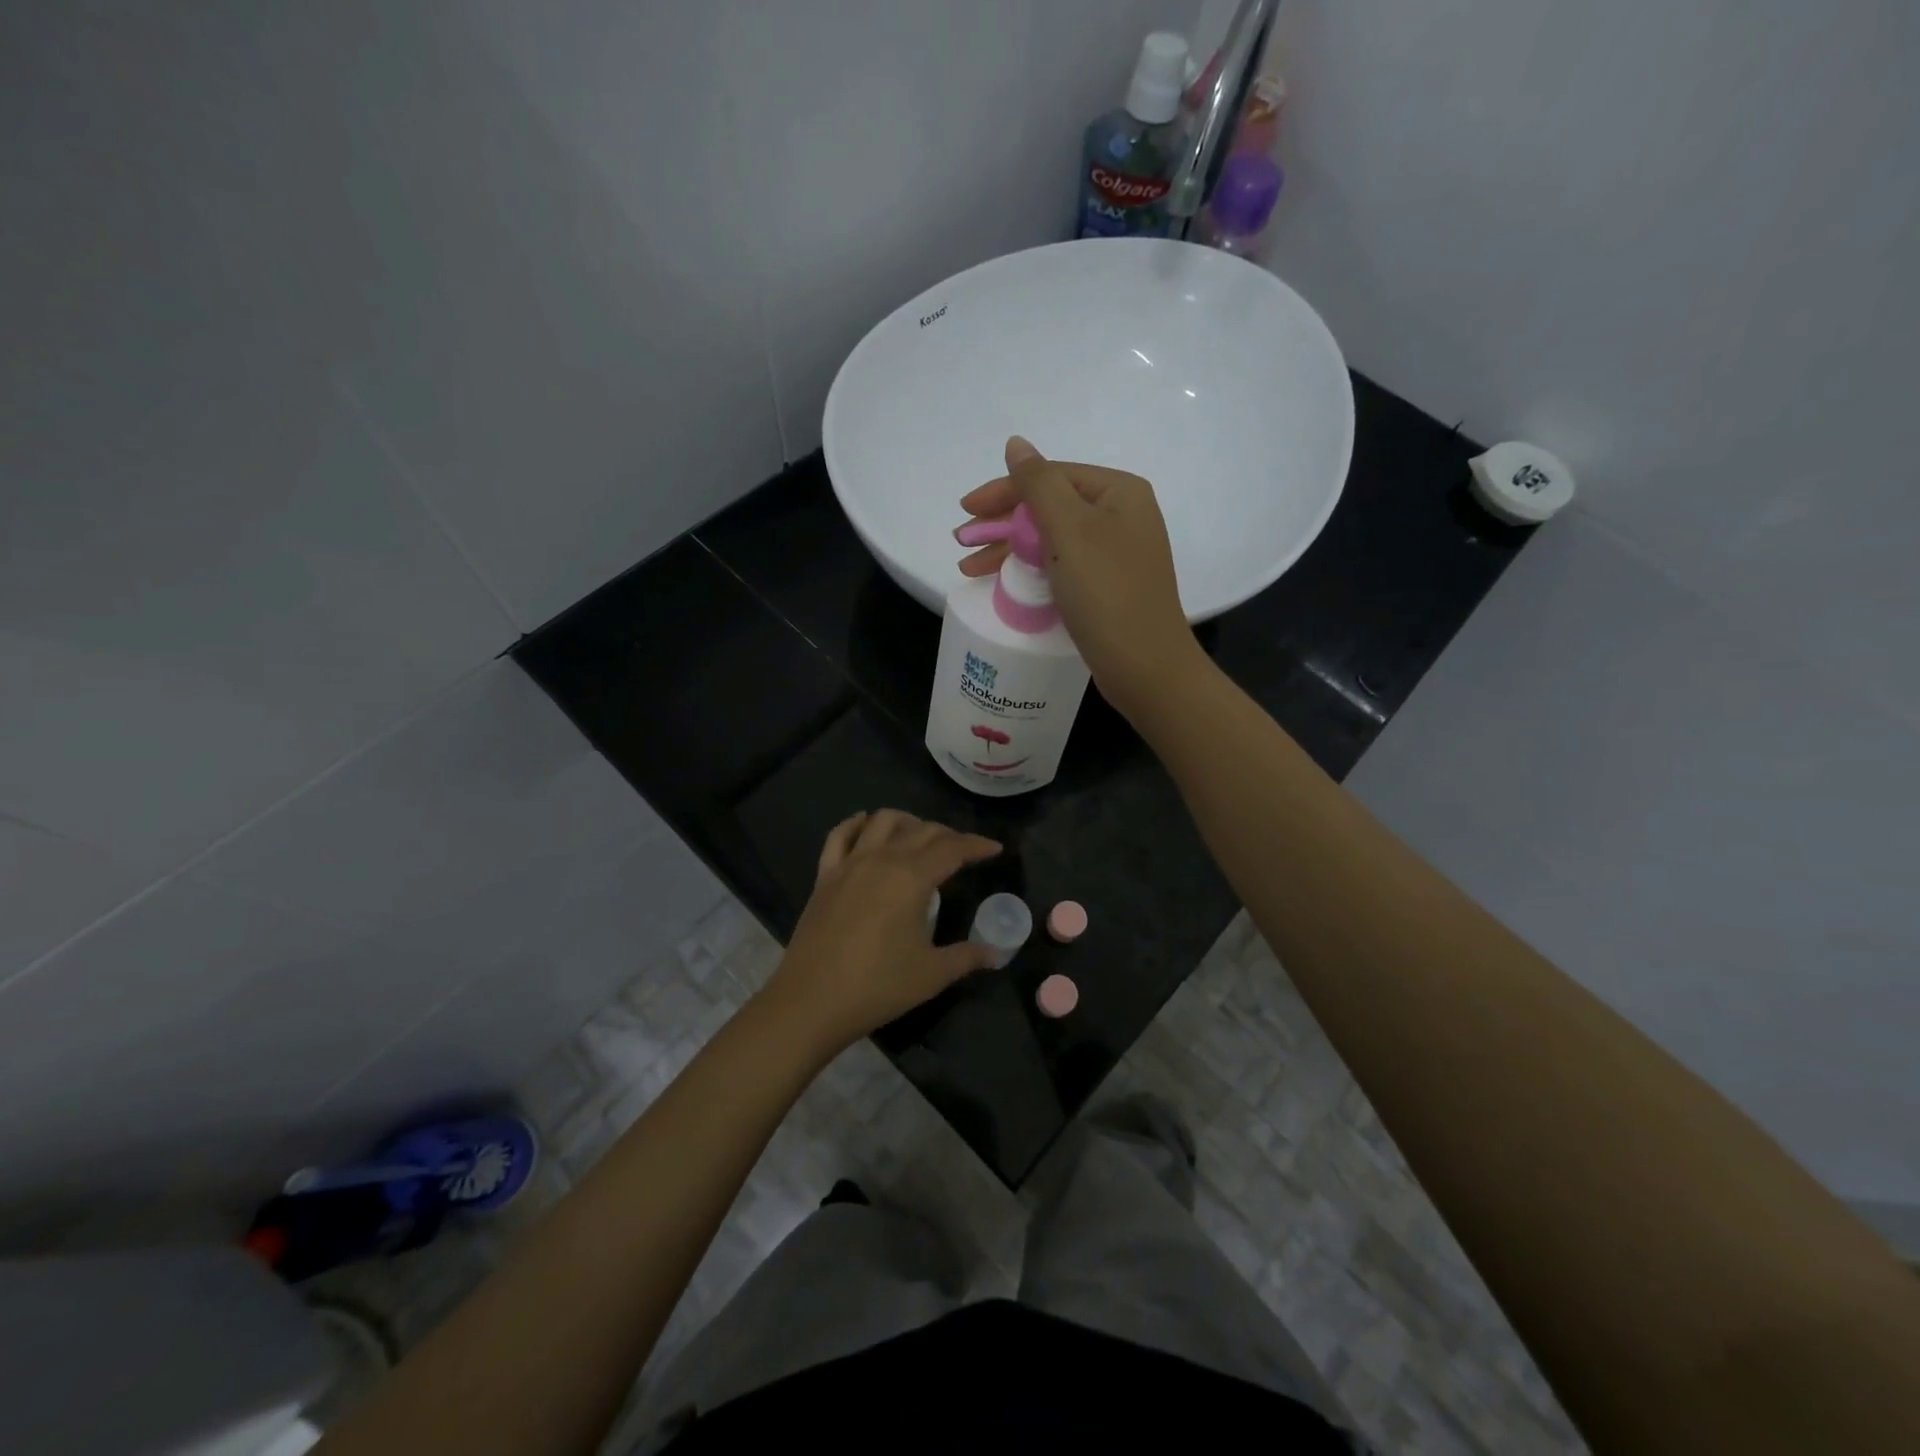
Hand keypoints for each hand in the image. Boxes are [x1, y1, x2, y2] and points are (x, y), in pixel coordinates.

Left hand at [763, 810, 1001, 1058]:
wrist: (811, 1001)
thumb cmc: (878, 986)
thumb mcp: (931, 974)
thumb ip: (967, 957)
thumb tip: (995, 954)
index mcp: (912, 877)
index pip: (952, 849)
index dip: (976, 846)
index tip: (994, 849)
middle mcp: (882, 859)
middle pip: (922, 830)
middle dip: (948, 835)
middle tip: (964, 850)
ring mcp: (849, 863)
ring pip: (882, 821)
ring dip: (907, 821)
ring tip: (919, 837)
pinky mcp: (825, 875)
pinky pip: (840, 835)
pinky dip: (857, 824)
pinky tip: (866, 827)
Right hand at [958, 436, 1203, 718]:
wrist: (1144, 666)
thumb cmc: (1107, 592)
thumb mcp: (1069, 530)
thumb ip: (1038, 483)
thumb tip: (1016, 443)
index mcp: (1119, 492)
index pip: (1051, 477)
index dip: (1003, 490)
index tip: (965, 509)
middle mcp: (1121, 517)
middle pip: (1049, 508)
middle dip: (1002, 524)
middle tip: (961, 542)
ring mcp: (1115, 554)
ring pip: (1051, 540)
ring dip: (1009, 550)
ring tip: (969, 569)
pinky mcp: (1107, 587)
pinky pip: (1060, 567)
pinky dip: (1030, 571)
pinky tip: (1004, 582)